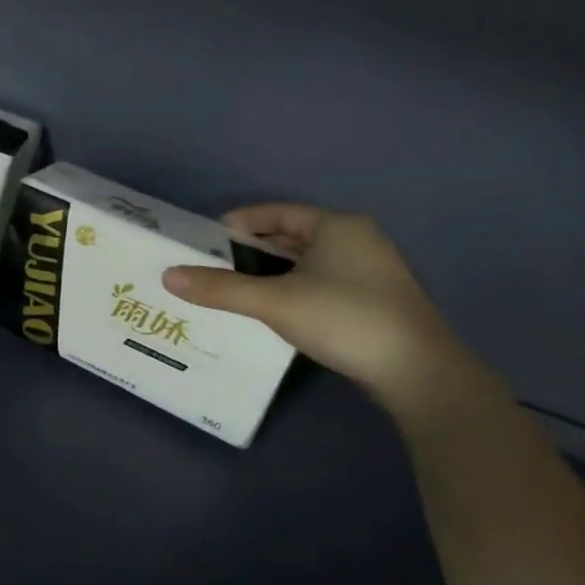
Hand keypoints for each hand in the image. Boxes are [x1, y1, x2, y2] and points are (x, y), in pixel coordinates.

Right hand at [163, 203, 477, 413]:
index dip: (241, 222)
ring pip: (307, 262)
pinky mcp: (374, 301)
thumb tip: (168, 276)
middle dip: (252, 249)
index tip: (207, 239)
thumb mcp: (273, 301)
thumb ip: (220, 288)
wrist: (416, 372)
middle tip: (213, 265)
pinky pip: (321, 282)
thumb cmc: (343, 318)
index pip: (279, 212)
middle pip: (293, 236)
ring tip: (233, 287)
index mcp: (338, 226)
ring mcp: (370, 272)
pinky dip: (292, 288)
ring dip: (271, 271)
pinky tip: (272, 309)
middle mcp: (358, 240)